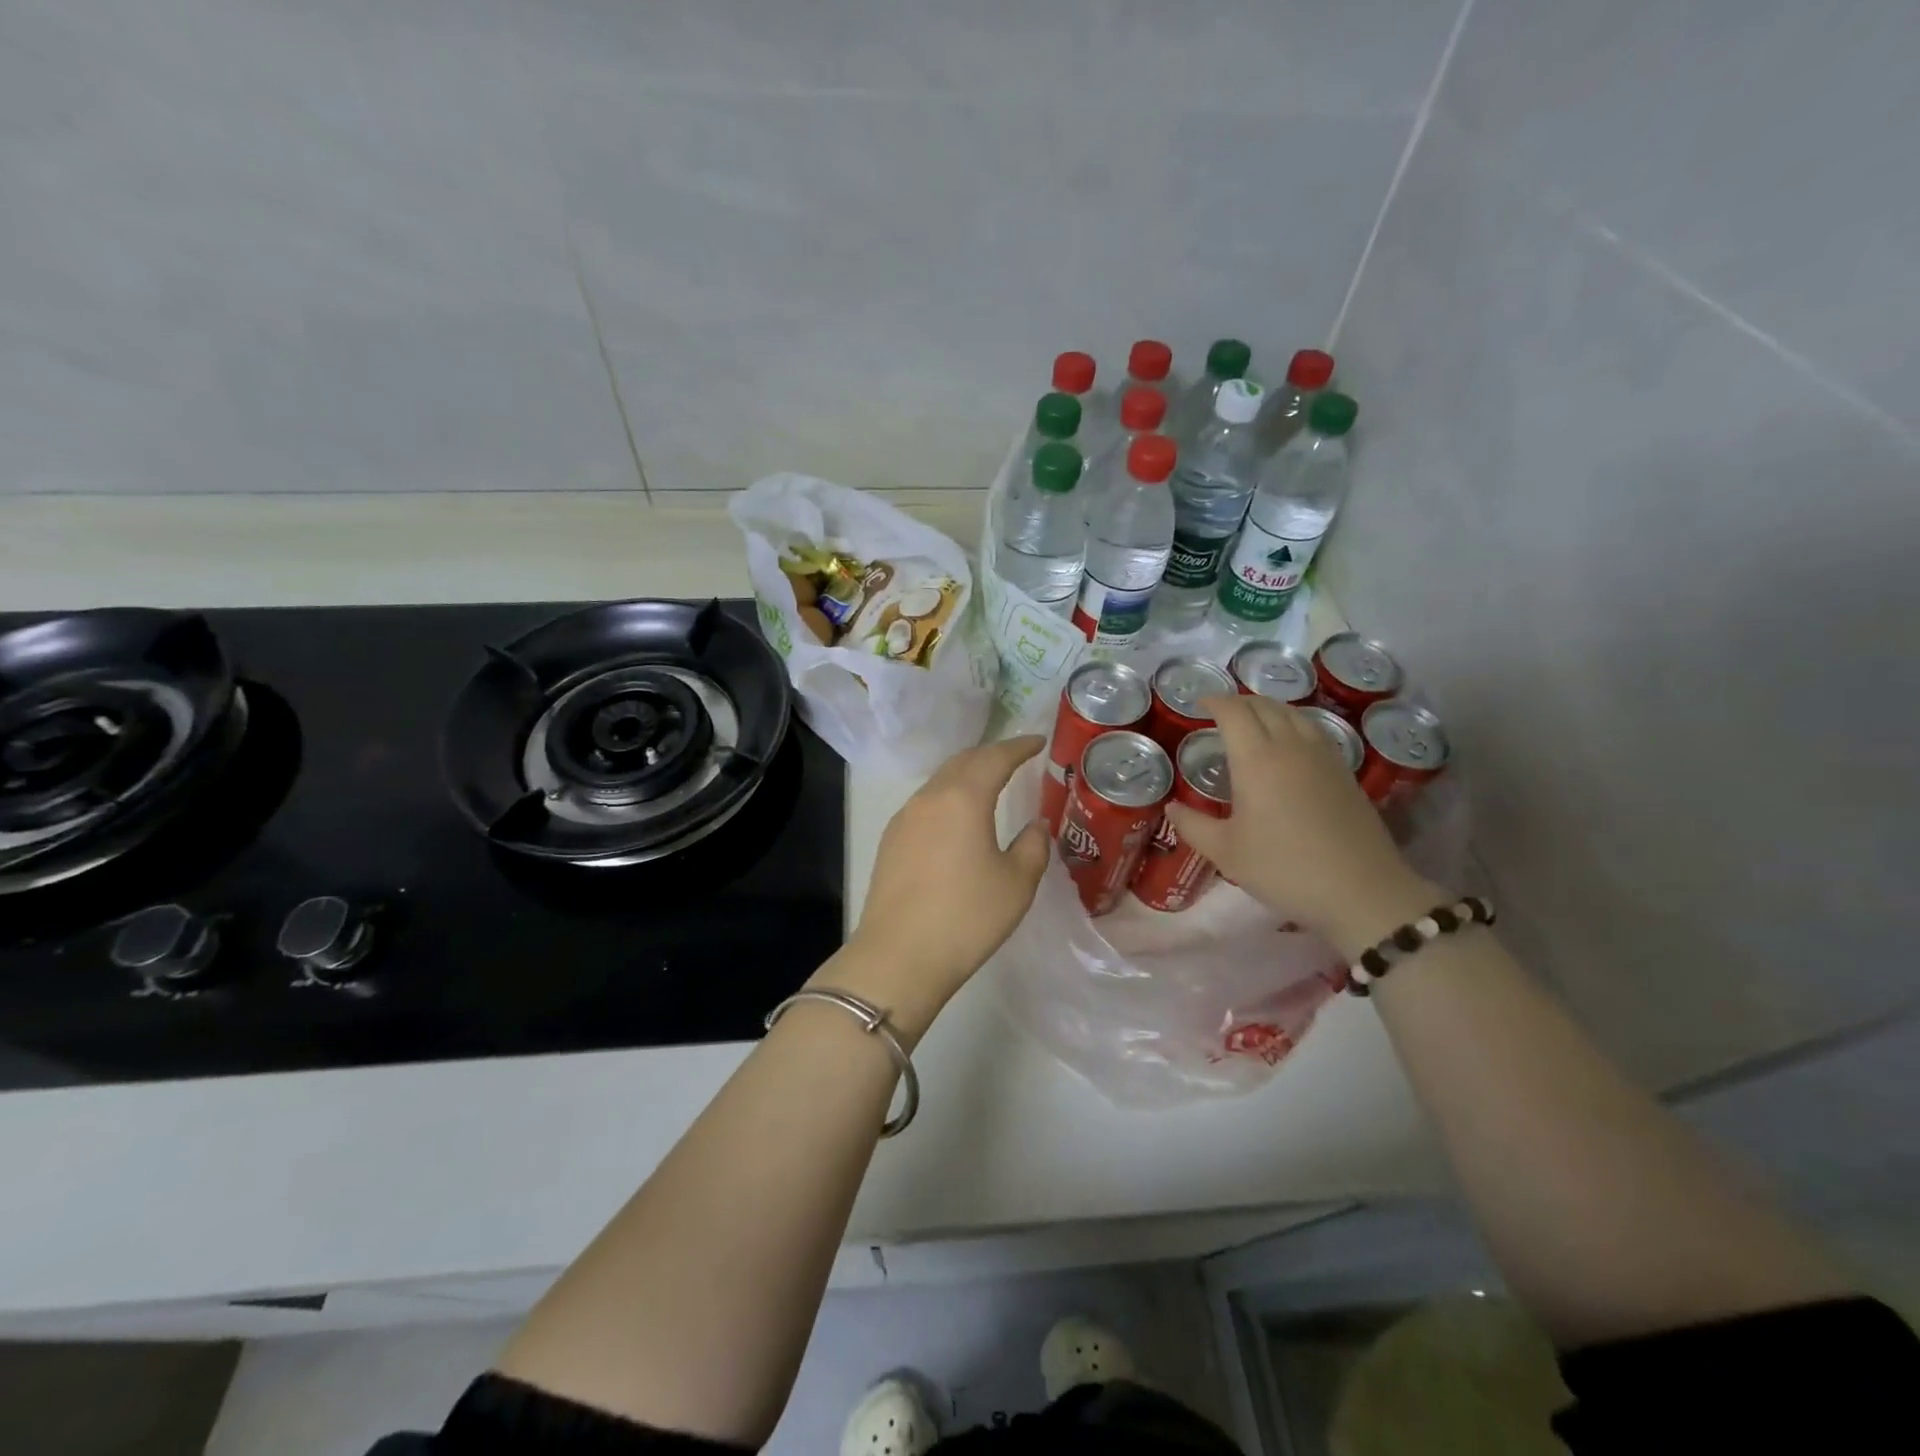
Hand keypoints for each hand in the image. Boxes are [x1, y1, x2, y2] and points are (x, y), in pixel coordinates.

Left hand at [825, 735, 1050, 1040]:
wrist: (898, 957)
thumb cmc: (966, 918)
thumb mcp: (1016, 883)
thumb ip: (1033, 846)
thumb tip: (1035, 825)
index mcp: (963, 798)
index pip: (994, 757)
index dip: (1019, 746)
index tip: (1038, 741)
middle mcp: (929, 798)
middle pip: (962, 762)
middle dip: (991, 755)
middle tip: (1016, 758)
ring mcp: (904, 818)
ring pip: (940, 781)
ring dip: (966, 775)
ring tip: (989, 784)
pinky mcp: (890, 841)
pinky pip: (925, 803)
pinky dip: (948, 797)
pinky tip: (957, 817)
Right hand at [1166, 696, 1438, 958]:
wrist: (1361, 890)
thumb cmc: (1284, 868)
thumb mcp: (1226, 853)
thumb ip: (1193, 825)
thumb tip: (1172, 807)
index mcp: (1257, 759)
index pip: (1234, 713)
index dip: (1215, 702)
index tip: (1198, 703)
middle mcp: (1290, 747)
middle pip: (1264, 706)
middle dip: (1239, 702)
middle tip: (1220, 712)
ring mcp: (1323, 757)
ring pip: (1293, 714)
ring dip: (1268, 708)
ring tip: (1253, 720)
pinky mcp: (1344, 771)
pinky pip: (1314, 730)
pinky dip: (1293, 723)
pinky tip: (1289, 743)